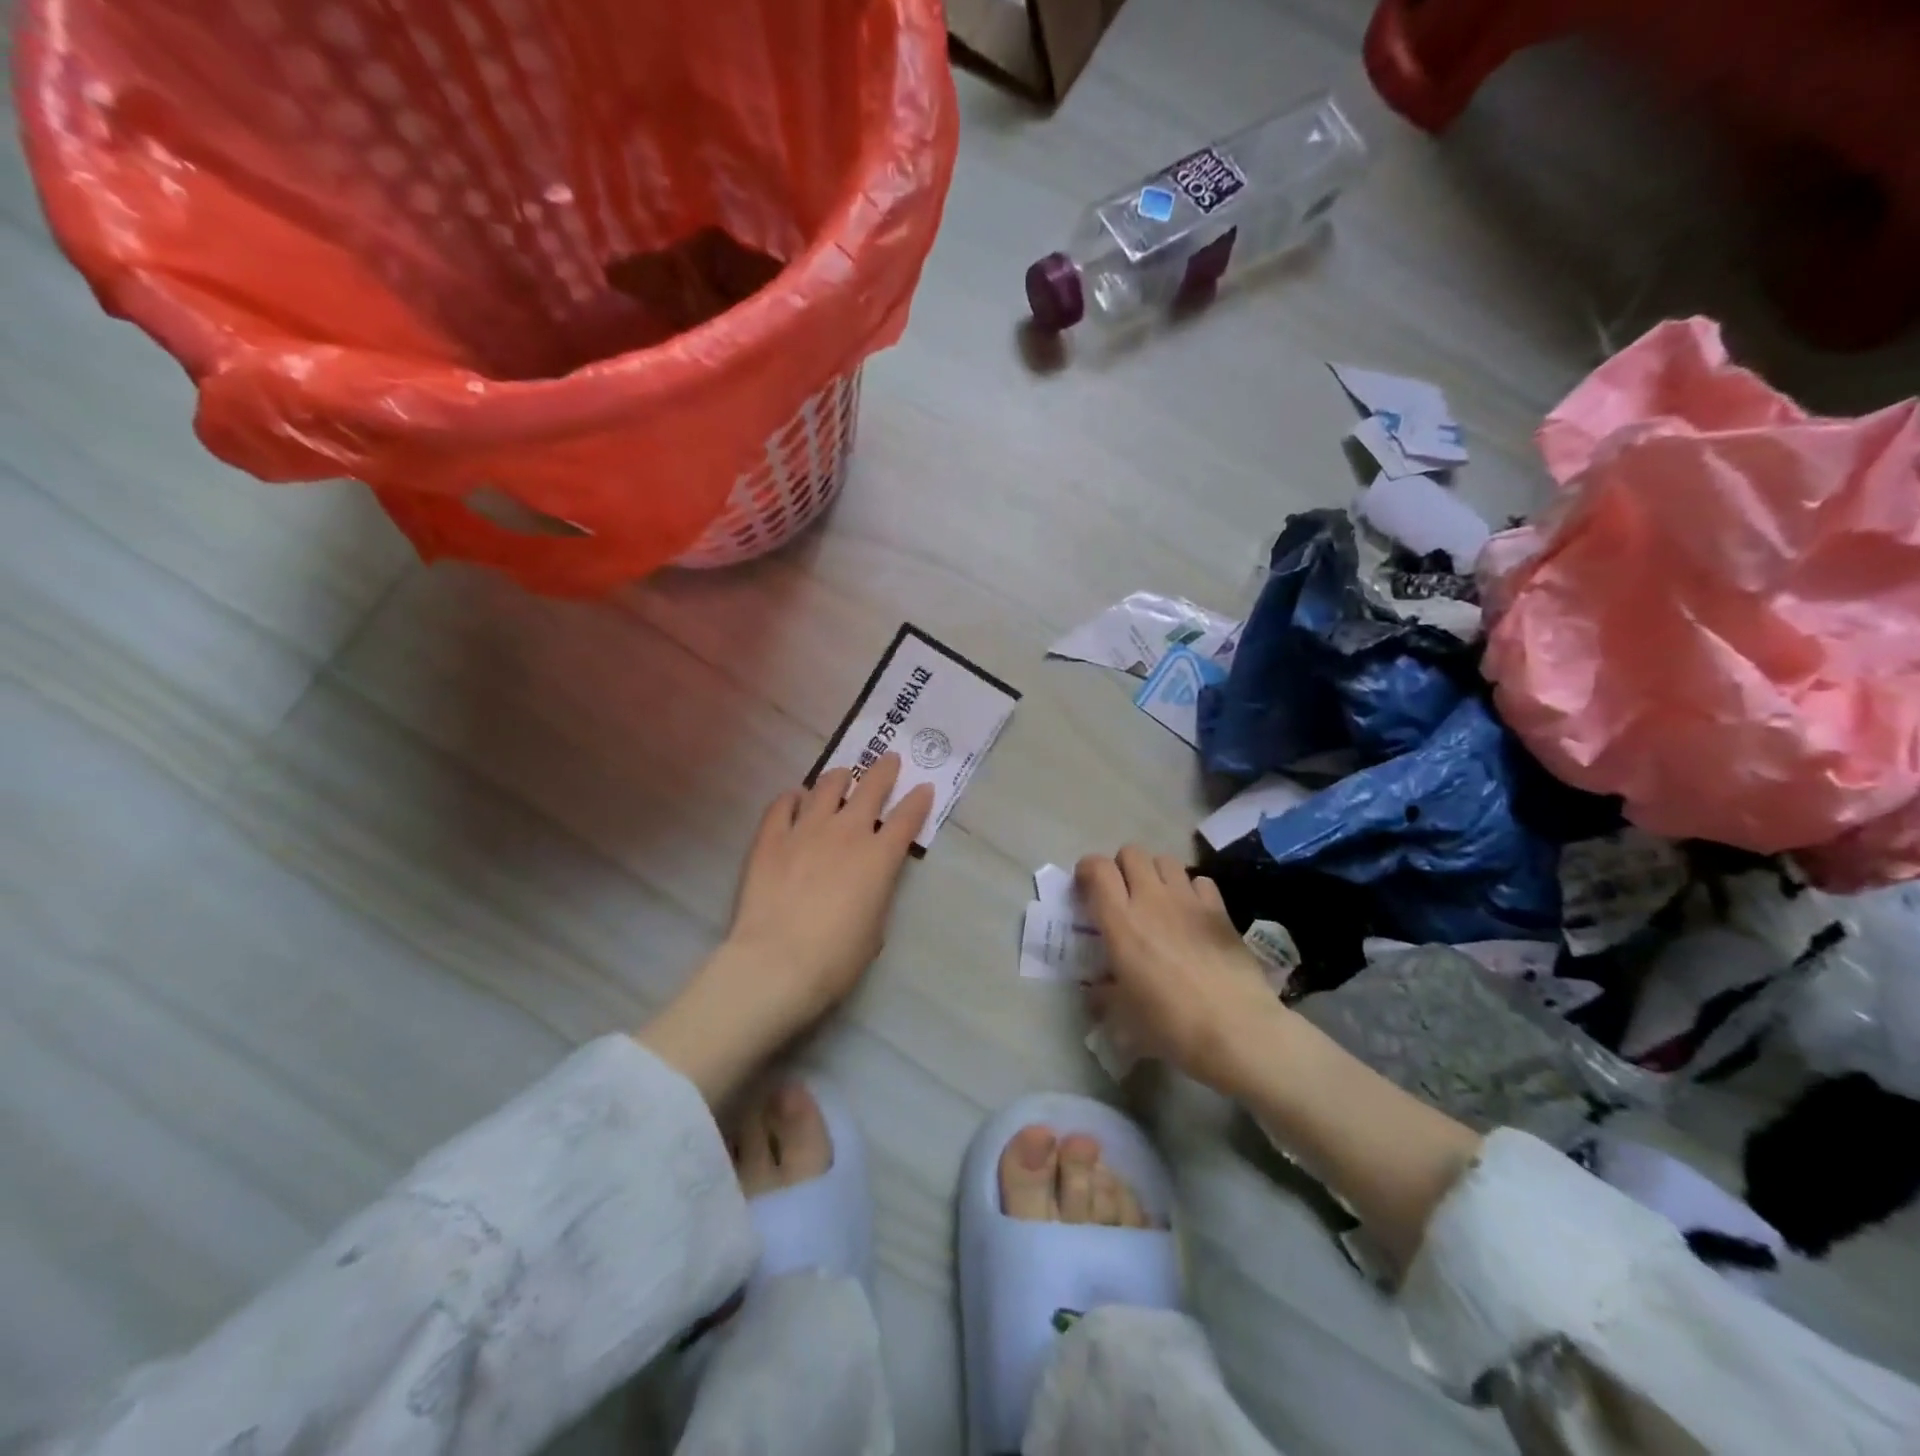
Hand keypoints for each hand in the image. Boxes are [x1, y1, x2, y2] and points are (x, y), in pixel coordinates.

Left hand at [721, 753, 933, 1026]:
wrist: (777, 962)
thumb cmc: (836, 958)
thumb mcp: (874, 929)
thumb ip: (876, 895)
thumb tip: (868, 883)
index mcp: (879, 857)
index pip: (907, 818)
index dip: (918, 801)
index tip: (924, 788)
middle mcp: (847, 832)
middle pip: (870, 789)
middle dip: (883, 771)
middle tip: (888, 760)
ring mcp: (806, 830)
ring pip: (826, 787)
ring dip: (839, 777)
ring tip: (842, 775)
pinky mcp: (770, 838)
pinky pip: (782, 805)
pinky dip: (792, 798)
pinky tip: (794, 797)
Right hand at [1077, 844, 1287, 1094]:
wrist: (1237, 1030)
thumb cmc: (1171, 1025)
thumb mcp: (1123, 1017)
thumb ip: (1103, 996)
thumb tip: (1095, 990)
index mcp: (1121, 922)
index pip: (1097, 868)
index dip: (1087, 870)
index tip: (1086, 889)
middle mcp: (1151, 899)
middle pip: (1131, 853)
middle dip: (1122, 867)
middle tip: (1123, 895)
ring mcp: (1188, 900)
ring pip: (1165, 859)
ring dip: (1155, 873)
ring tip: (1157, 899)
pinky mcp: (1219, 908)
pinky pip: (1199, 879)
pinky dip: (1191, 889)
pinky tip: (1191, 913)